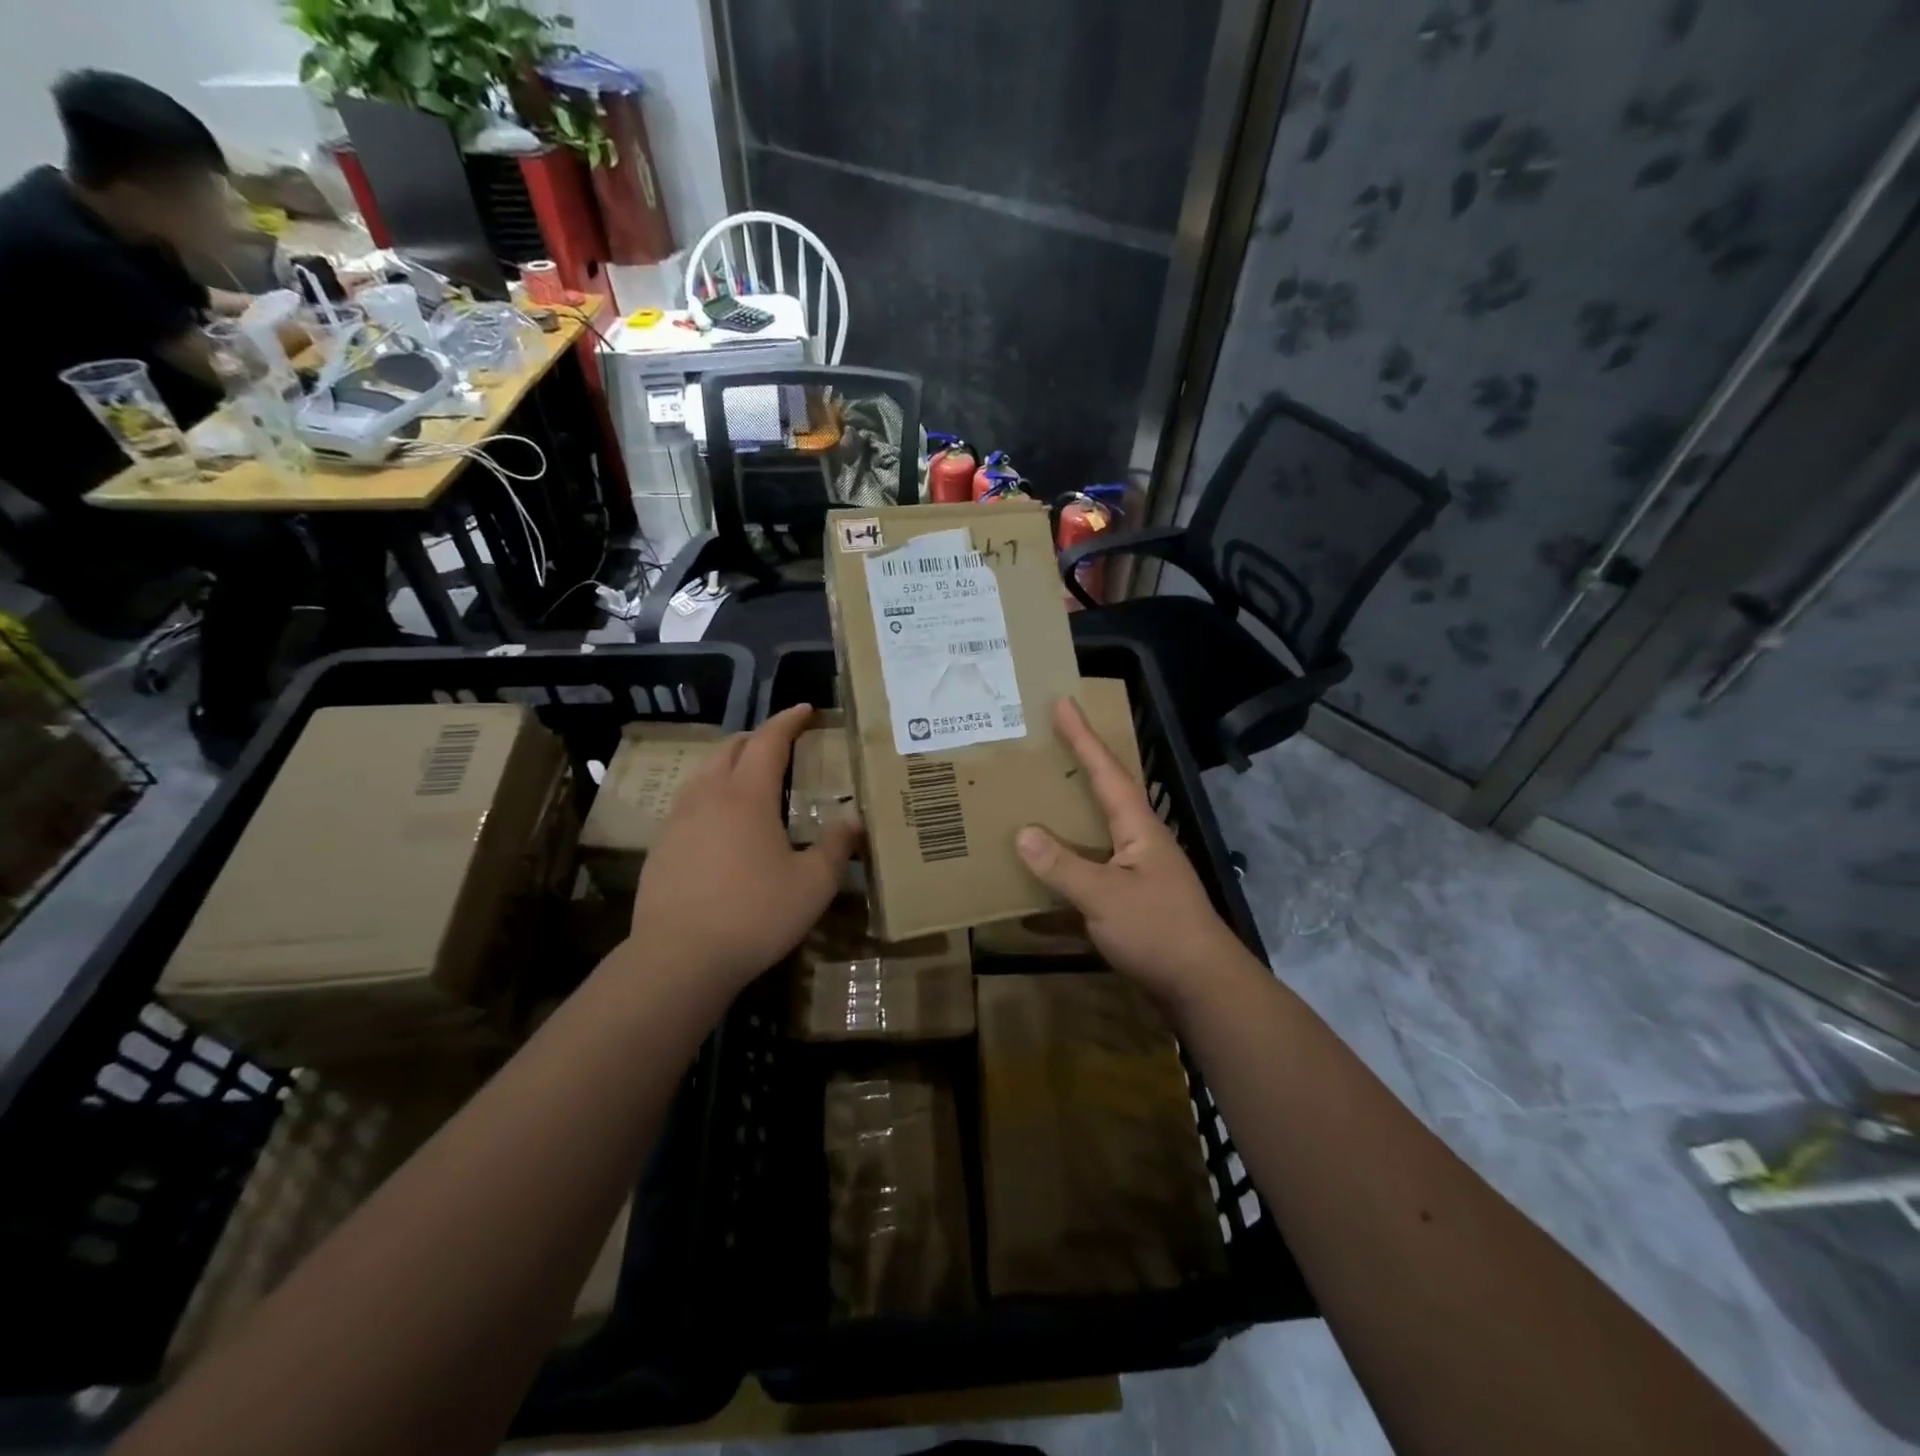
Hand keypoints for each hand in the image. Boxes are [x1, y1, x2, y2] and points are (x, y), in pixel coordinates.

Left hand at [631, 706, 859, 990]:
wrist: (679, 957)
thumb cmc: (755, 914)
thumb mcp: (813, 884)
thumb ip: (837, 847)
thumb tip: (854, 821)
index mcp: (747, 794)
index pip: (768, 740)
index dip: (788, 721)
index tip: (805, 710)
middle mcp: (708, 795)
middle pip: (730, 748)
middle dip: (757, 738)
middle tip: (781, 746)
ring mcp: (678, 820)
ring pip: (703, 773)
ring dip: (729, 764)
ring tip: (751, 780)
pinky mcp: (660, 846)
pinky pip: (688, 803)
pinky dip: (711, 795)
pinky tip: (722, 825)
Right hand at [1016, 698, 1250, 1010]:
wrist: (1202, 986)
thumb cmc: (1158, 932)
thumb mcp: (1104, 897)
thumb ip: (1063, 865)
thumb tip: (1023, 832)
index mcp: (1139, 828)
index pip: (1107, 772)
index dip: (1083, 738)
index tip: (1063, 703)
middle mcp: (1141, 841)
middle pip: (1107, 793)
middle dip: (1081, 764)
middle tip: (1049, 741)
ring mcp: (1139, 871)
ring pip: (1099, 830)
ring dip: (1073, 812)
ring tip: (1041, 796)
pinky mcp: (1134, 900)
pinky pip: (1094, 868)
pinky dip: (1069, 865)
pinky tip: (1046, 877)